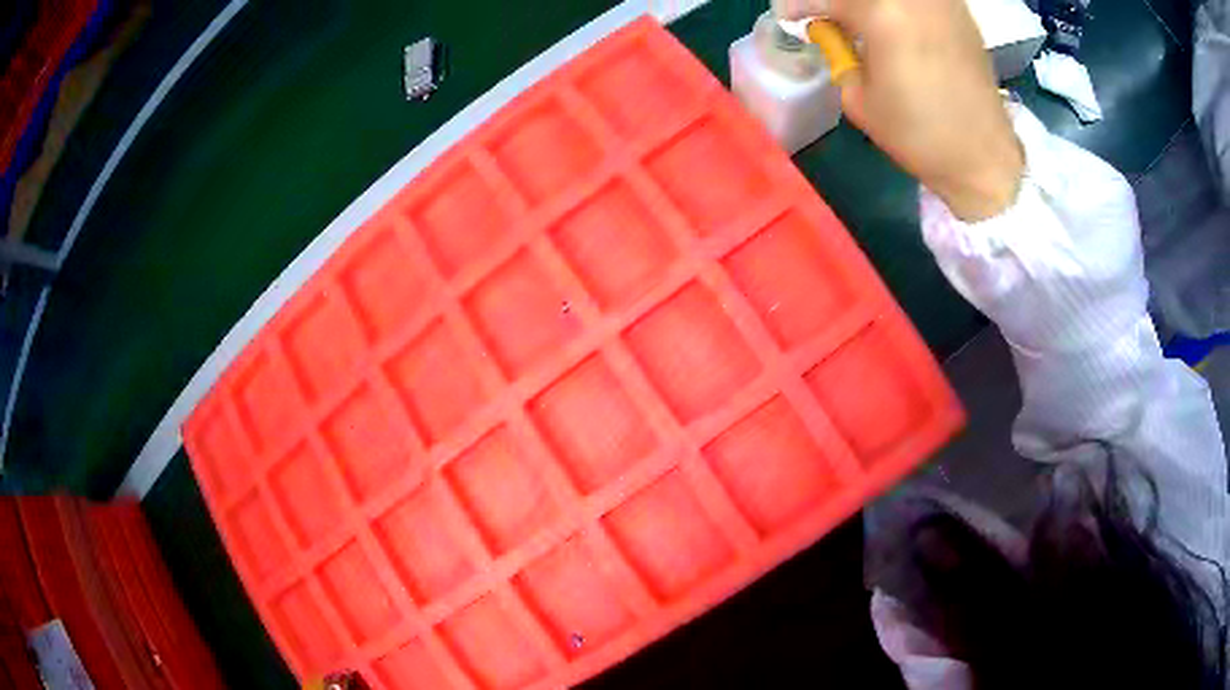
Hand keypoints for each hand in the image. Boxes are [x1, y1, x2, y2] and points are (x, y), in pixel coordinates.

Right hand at [779, 0, 1024, 220]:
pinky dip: (901, 8)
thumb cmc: (918, 136)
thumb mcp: (859, 99)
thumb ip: (837, 51)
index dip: (802, 4)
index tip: (789, 14)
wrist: (983, 157)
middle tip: (828, 17)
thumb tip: (826, 26)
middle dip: (838, 2)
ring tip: (859, 21)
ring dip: (869, 5)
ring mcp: (941, 2)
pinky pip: (920, 1)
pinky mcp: (960, 13)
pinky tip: (894, 22)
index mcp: (882, 14)